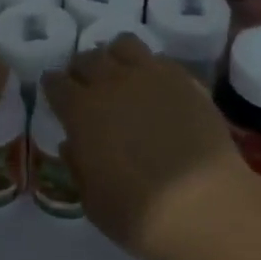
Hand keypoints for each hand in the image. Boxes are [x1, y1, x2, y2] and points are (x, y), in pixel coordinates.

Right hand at [43, 36, 260, 259]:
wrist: (206, 206)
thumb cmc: (141, 215)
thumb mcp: (93, 203)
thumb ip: (78, 167)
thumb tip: (72, 144)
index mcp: (81, 111)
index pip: (55, 82)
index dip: (54, 88)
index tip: (57, 97)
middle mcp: (111, 82)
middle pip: (87, 58)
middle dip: (82, 70)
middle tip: (88, 89)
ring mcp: (150, 75)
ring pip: (123, 45)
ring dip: (116, 58)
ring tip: (123, 78)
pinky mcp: (184, 79)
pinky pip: (159, 59)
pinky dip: (151, 69)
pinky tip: (157, 90)